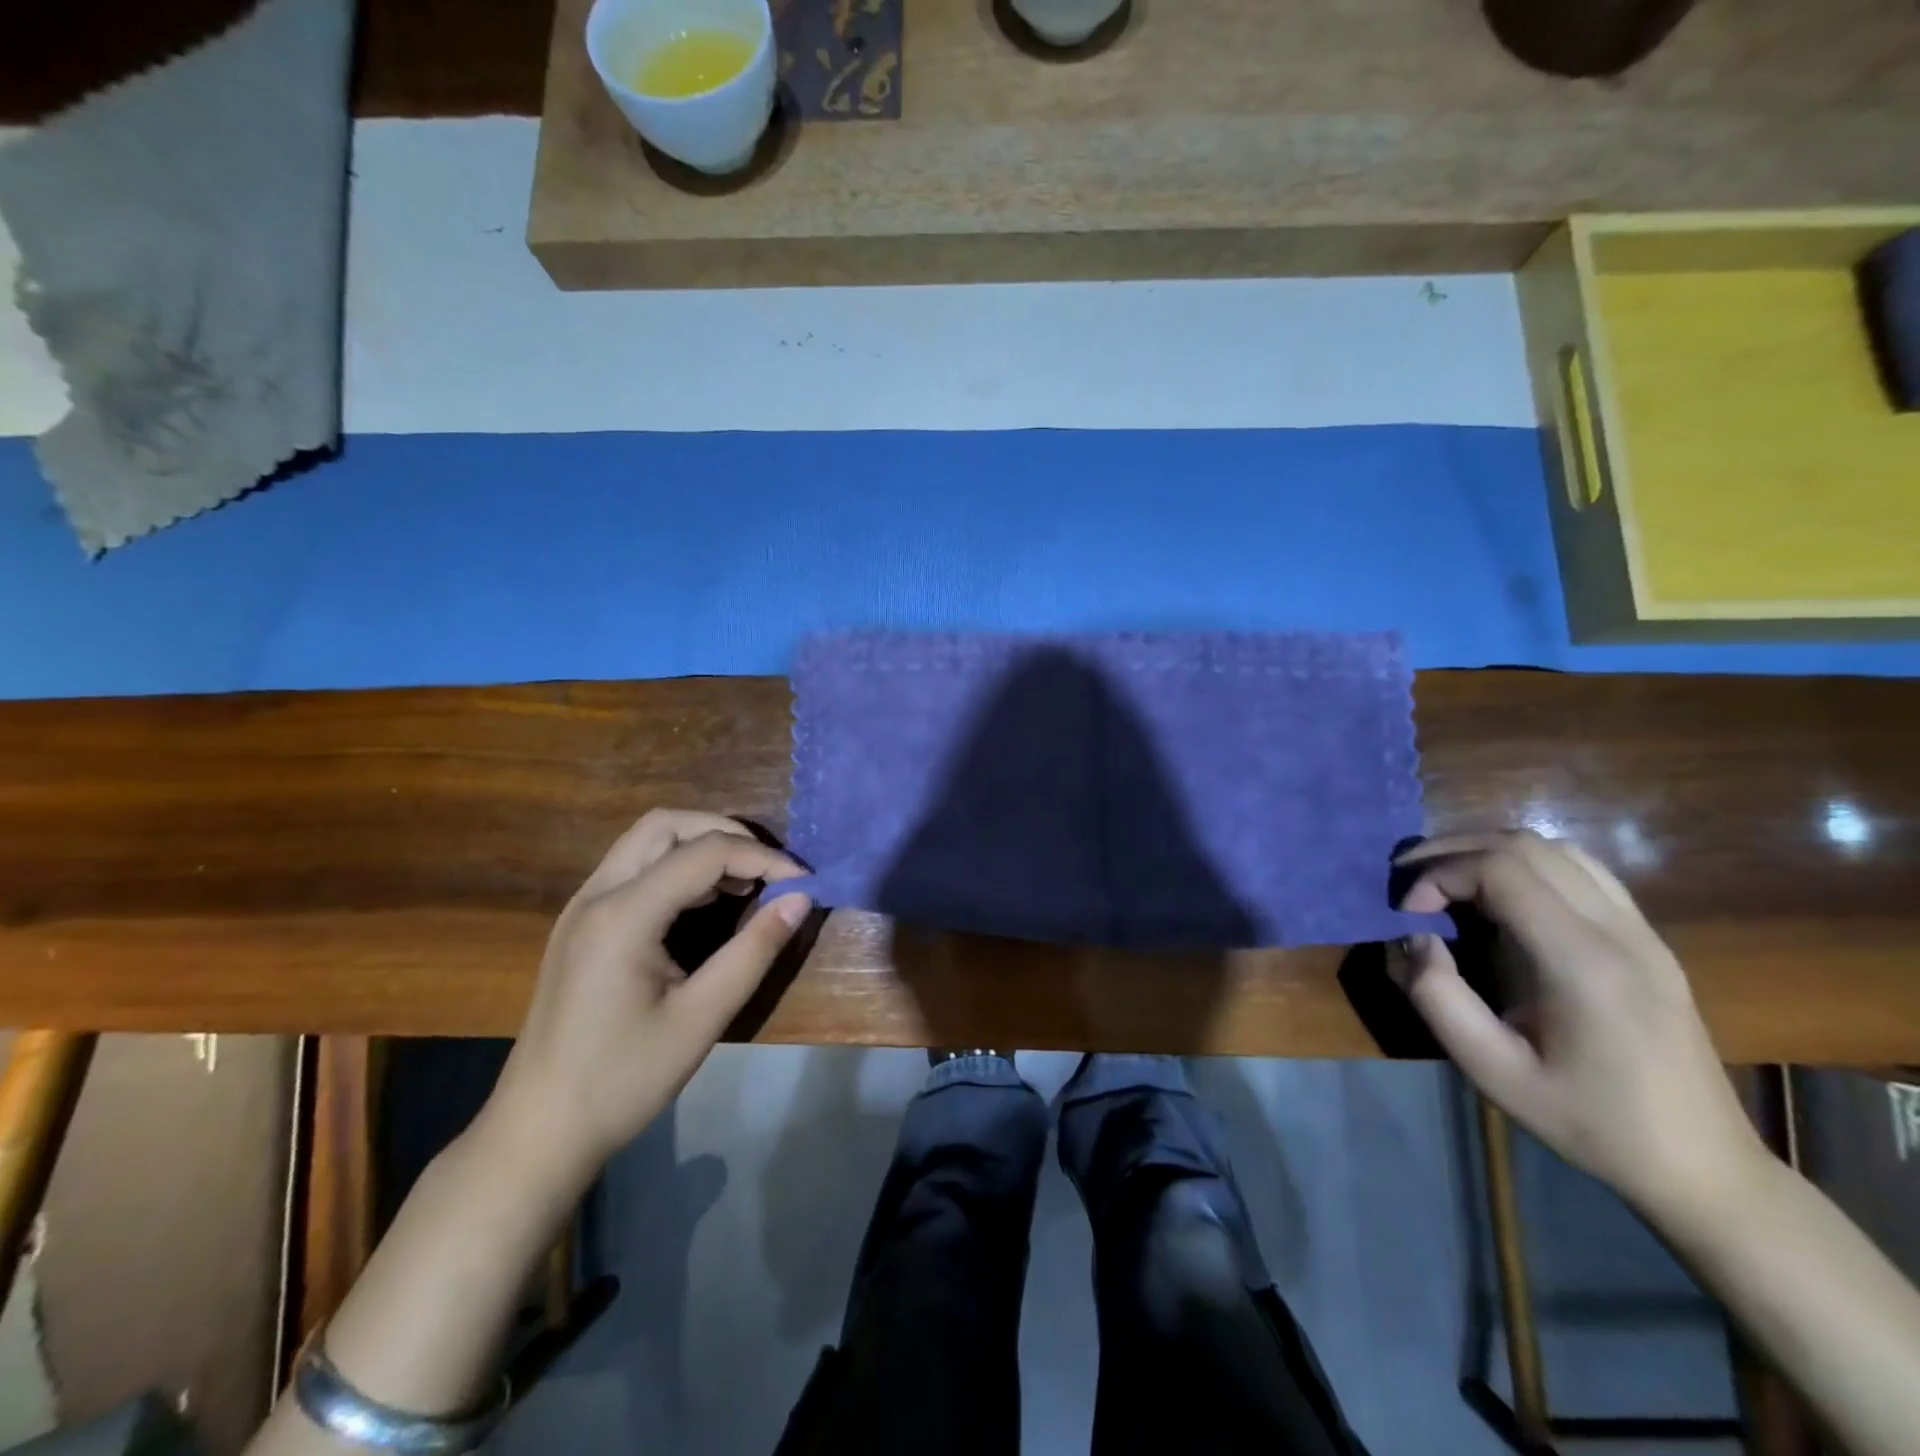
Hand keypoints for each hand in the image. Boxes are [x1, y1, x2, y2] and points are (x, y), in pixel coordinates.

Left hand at [484, 811, 810, 1182]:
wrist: (538, 1131)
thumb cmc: (622, 1079)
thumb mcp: (702, 1017)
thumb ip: (754, 950)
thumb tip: (800, 899)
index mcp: (623, 915)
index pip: (705, 853)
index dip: (763, 858)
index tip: (804, 881)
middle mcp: (596, 894)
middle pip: (666, 825)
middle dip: (725, 833)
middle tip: (768, 868)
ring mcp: (582, 907)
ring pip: (646, 841)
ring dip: (699, 846)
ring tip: (745, 883)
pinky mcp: (580, 924)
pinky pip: (634, 869)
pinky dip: (676, 867)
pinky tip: (706, 902)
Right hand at [1394, 831, 1765, 1221]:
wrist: (1703, 1166)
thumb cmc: (1591, 1123)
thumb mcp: (1493, 1072)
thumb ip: (1438, 997)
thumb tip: (1414, 939)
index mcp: (1584, 963)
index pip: (1501, 869)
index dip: (1439, 876)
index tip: (1407, 914)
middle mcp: (1620, 931)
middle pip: (1525, 845)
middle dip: (1453, 852)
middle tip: (1409, 882)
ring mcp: (1642, 931)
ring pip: (1555, 848)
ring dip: (1488, 851)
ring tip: (1446, 880)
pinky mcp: (1647, 939)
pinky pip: (1580, 870)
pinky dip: (1525, 864)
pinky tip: (1498, 895)